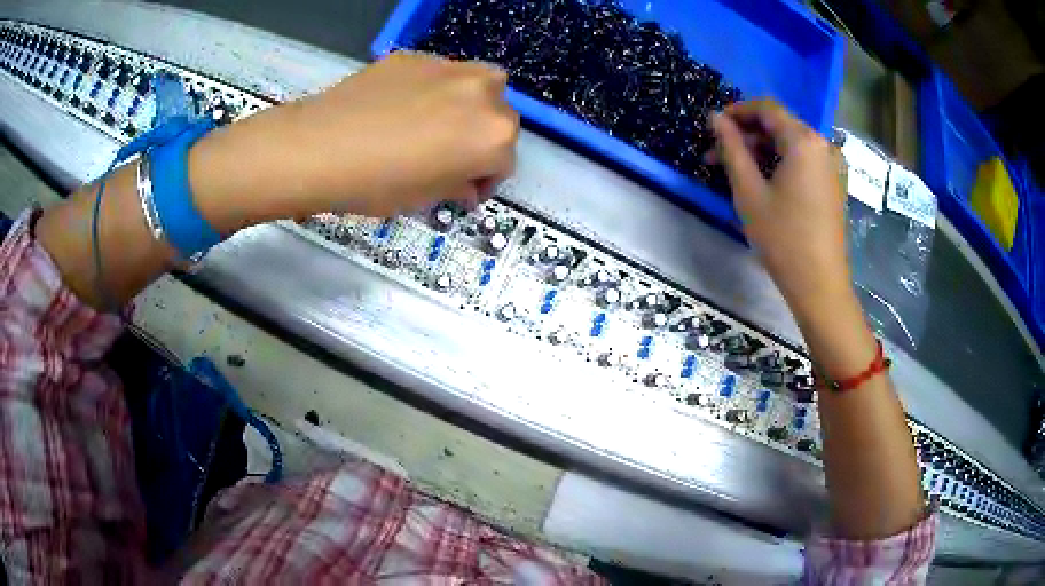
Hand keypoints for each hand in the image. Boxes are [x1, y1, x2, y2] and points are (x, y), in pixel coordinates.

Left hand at [190, 52, 519, 230]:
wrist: (317, 147)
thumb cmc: (375, 184)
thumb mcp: (425, 198)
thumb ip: (457, 185)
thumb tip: (463, 181)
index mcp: (493, 135)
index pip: (505, 161)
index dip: (484, 180)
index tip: (463, 188)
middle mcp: (484, 93)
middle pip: (499, 117)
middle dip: (480, 139)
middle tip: (449, 156)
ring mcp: (448, 67)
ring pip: (475, 87)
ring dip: (465, 107)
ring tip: (430, 125)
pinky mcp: (415, 56)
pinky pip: (438, 75)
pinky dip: (432, 92)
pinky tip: (399, 108)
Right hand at [710, 99, 849, 317]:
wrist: (819, 284)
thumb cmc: (782, 238)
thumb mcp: (749, 191)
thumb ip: (731, 148)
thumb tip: (715, 118)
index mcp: (803, 140)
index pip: (767, 108)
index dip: (737, 111)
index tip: (713, 127)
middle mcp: (822, 144)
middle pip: (779, 125)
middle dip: (746, 135)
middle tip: (716, 155)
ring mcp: (832, 164)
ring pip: (790, 143)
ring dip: (761, 151)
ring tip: (734, 171)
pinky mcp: (834, 182)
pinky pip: (803, 160)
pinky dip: (780, 163)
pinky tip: (762, 181)